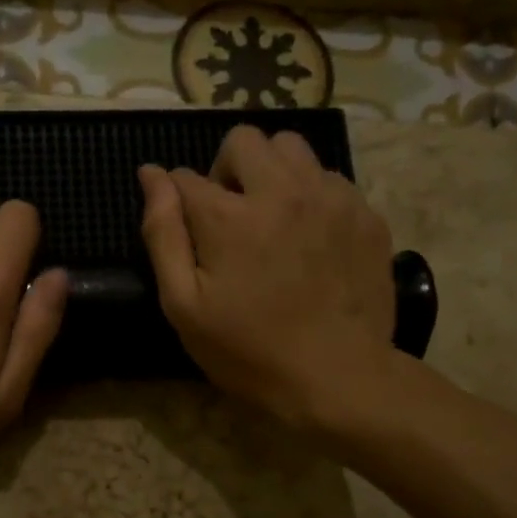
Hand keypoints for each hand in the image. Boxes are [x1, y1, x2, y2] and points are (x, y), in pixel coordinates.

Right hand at [139, 126, 402, 427]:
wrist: (338, 377)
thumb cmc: (248, 351)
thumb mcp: (184, 305)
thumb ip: (163, 233)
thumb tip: (151, 175)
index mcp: (228, 215)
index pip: (185, 177)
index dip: (177, 199)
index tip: (188, 229)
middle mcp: (281, 190)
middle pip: (243, 140)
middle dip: (226, 170)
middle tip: (230, 217)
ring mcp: (330, 197)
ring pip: (292, 147)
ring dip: (271, 171)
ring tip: (272, 218)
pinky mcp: (365, 214)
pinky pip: (330, 178)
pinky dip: (311, 195)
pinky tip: (310, 238)